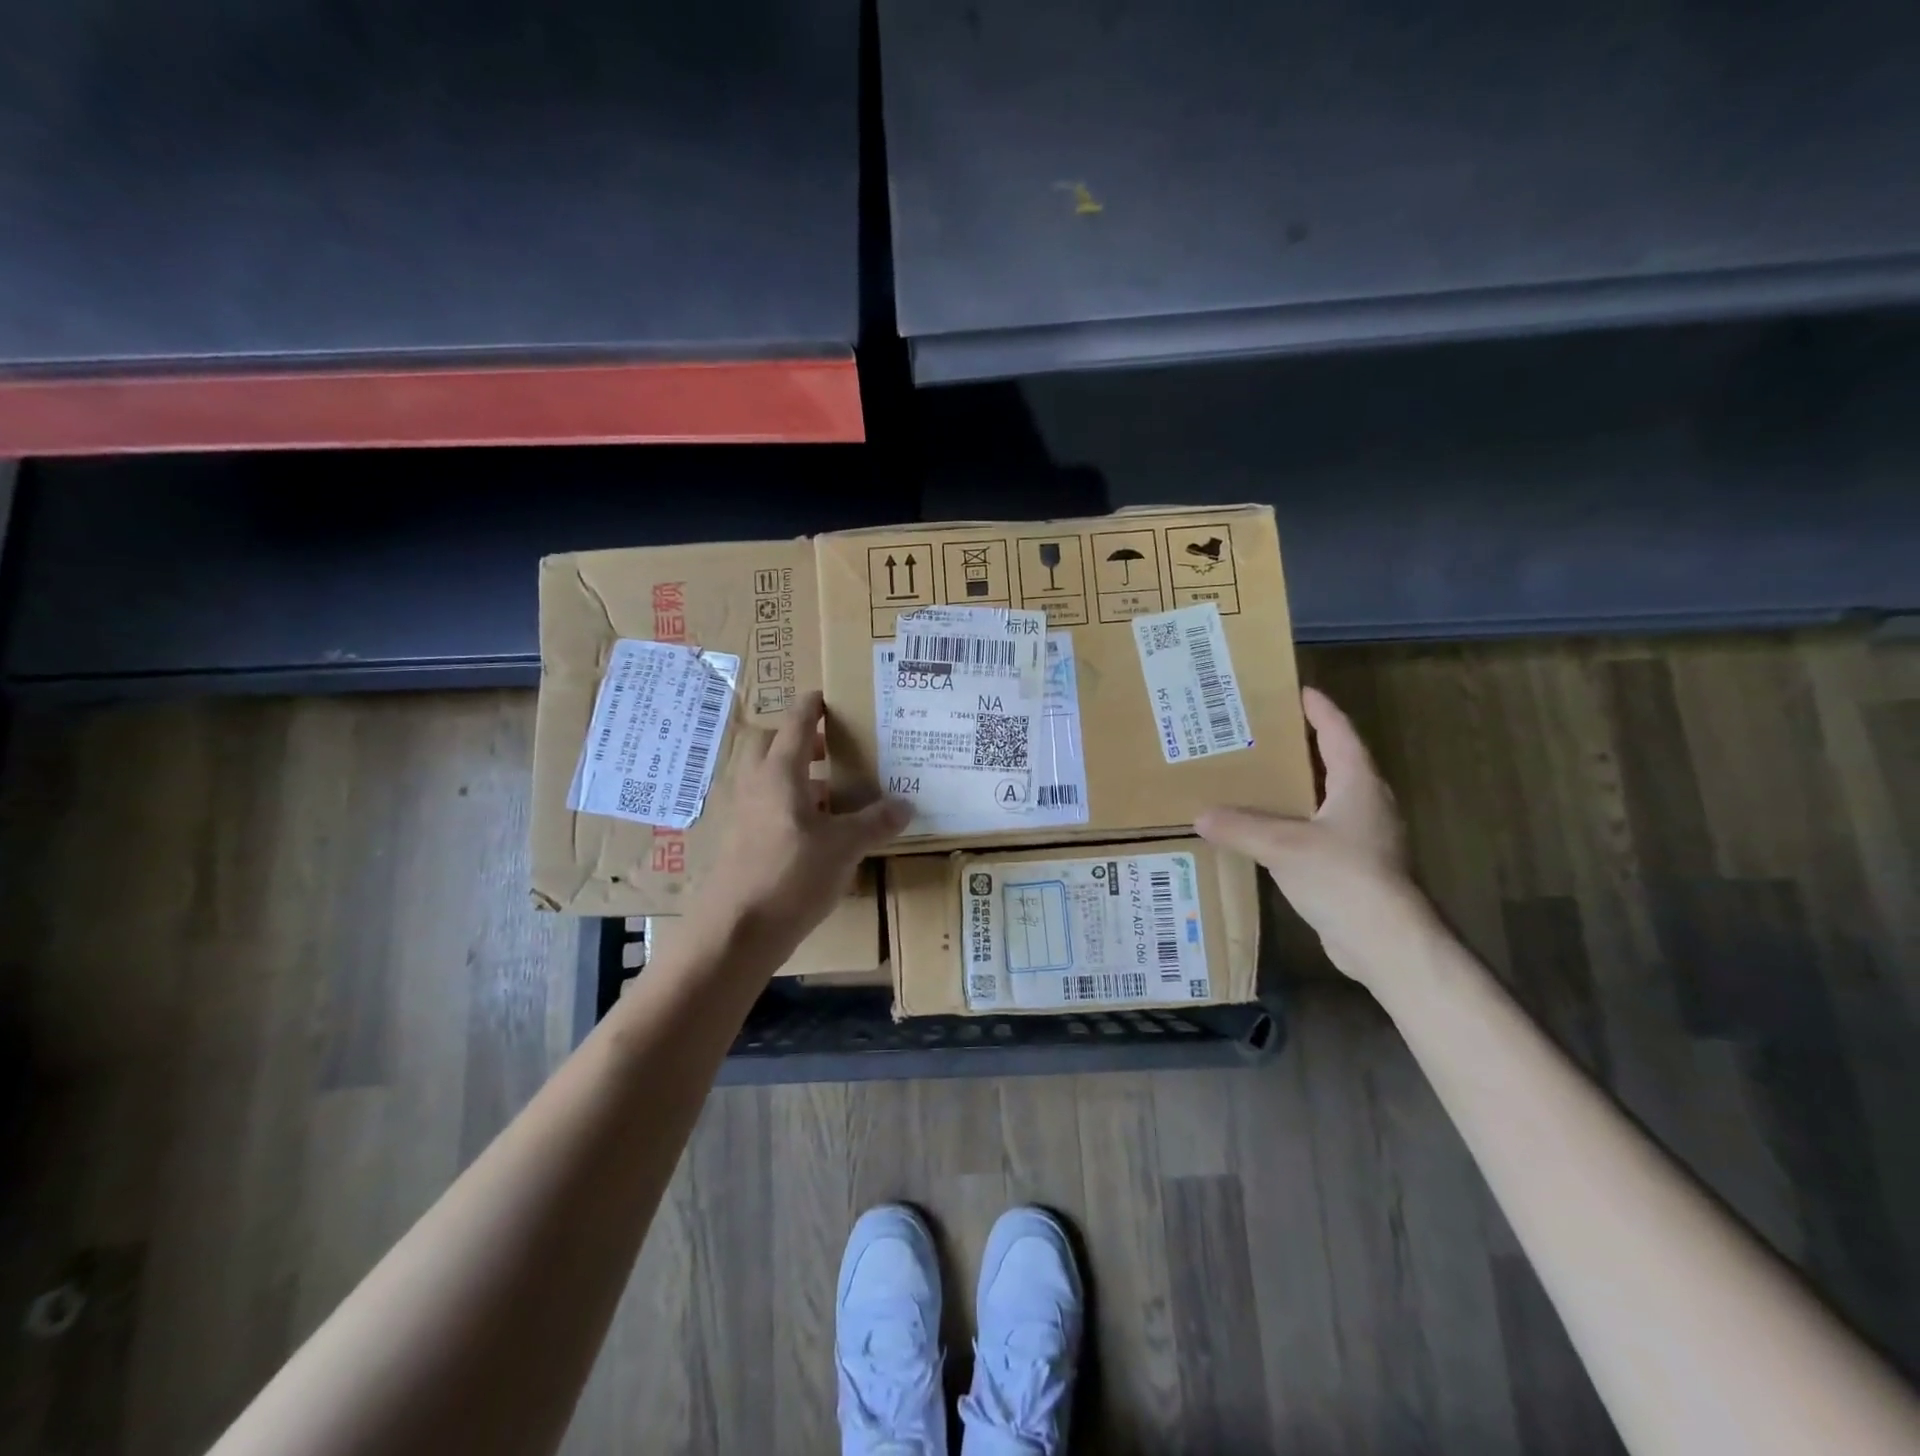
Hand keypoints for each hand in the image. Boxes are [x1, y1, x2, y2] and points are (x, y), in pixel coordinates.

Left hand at [689, 691, 911, 969]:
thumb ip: (875, 822)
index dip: (811, 707)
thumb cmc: (791, 875)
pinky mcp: (736, 841)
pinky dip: (784, 805)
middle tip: (828, 749)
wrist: (736, 931)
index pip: (795, 724)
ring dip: (791, 774)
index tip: (823, 696)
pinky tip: (811, 831)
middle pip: (767, 743)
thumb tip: (906, 805)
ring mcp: (739, 813)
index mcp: (780, 772)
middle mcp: (753, 784)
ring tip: (828, 792)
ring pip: (763, 777)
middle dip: (795, 739)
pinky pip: (761, 806)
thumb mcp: (844, 847)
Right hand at [1197, 687, 1428, 984]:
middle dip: (1305, 745)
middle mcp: (1367, 803)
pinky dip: (1297, 820)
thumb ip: (1240, 826)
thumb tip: (1201, 815)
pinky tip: (1270, 828)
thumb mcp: (1282, 845)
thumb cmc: (1341, 876)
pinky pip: (1322, 829)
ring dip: (1301, 785)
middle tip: (1266, 733)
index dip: (1320, 710)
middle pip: (1337, 762)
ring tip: (1261, 776)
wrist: (1384, 940)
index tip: (1298, 691)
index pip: (1339, 734)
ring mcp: (1365, 836)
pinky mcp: (1356, 865)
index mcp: (1358, 784)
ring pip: (1329, 798)